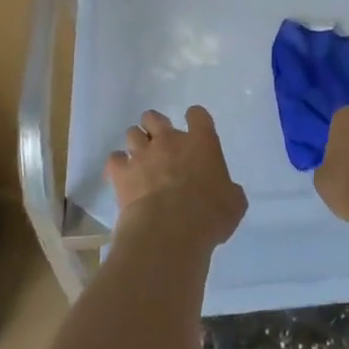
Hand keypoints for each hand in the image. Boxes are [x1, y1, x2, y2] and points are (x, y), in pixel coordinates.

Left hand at [106, 106, 247, 248]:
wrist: (169, 233)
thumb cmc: (208, 217)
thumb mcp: (234, 204)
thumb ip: (229, 190)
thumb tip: (227, 191)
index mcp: (201, 143)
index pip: (198, 115)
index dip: (195, 119)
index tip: (195, 130)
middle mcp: (169, 141)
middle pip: (154, 117)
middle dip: (155, 126)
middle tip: (160, 143)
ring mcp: (142, 154)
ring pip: (132, 133)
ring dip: (136, 144)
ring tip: (140, 160)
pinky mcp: (121, 173)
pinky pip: (114, 159)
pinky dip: (118, 165)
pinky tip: (123, 176)